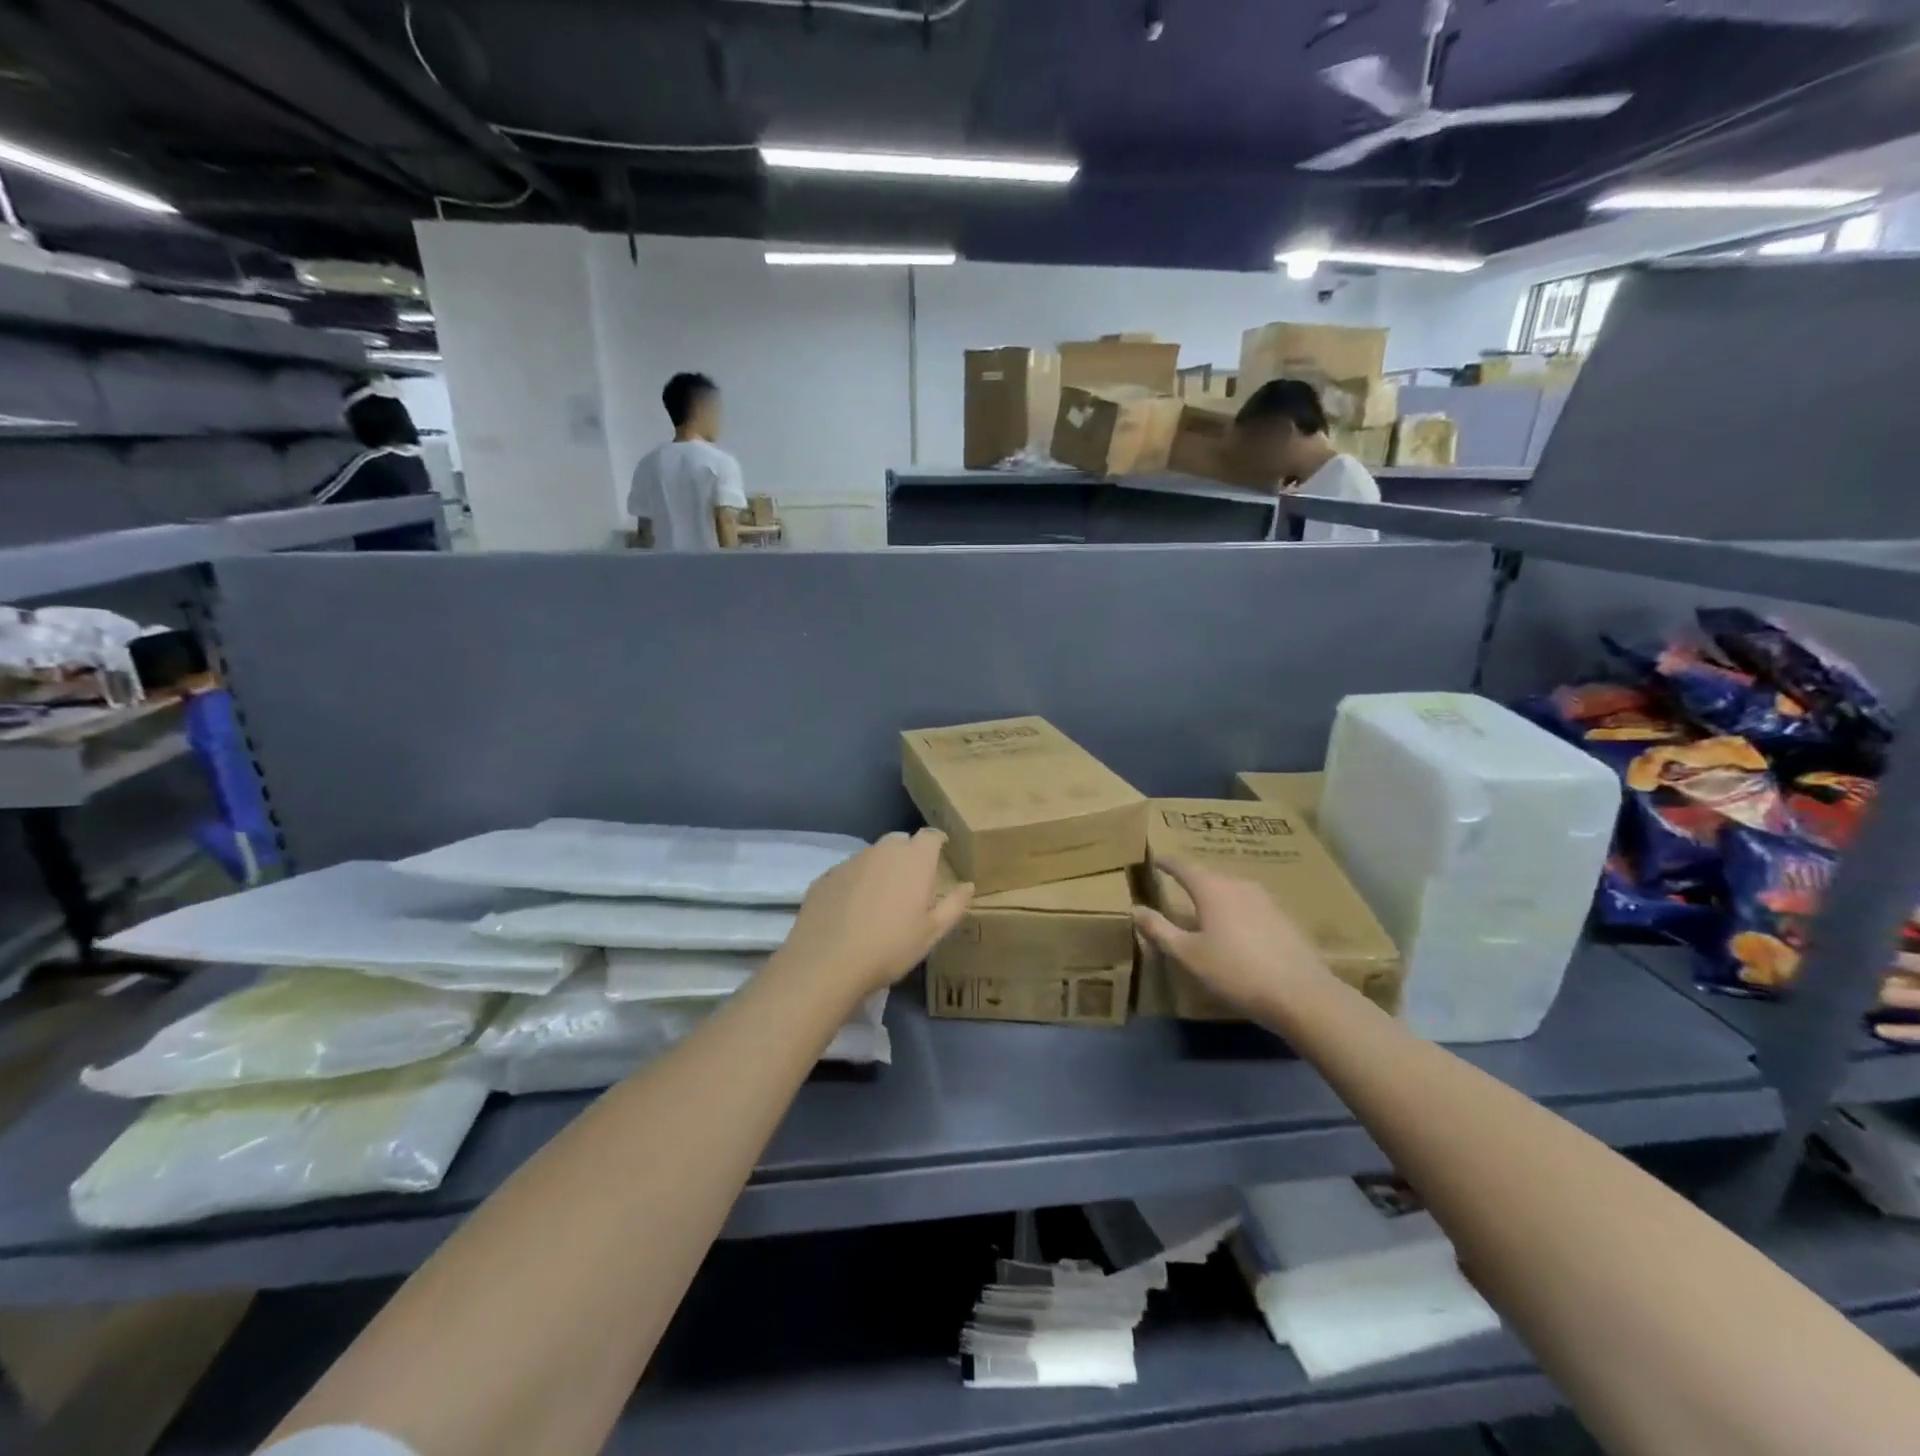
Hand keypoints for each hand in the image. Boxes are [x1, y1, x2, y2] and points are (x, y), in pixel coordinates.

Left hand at [775, 829, 972, 1000]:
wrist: (827, 962)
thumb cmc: (890, 947)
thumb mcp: (932, 933)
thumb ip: (954, 905)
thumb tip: (968, 886)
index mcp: (914, 860)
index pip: (930, 835)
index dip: (937, 842)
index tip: (941, 853)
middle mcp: (883, 851)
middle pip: (900, 841)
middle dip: (908, 853)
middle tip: (912, 881)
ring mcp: (851, 861)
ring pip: (872, 855)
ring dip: (881, 868)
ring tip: (881, 898)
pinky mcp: (826, 876)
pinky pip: (848, 872)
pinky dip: (856, 882)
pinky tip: (852, 909)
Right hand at [1133, 857, 1333, 1014]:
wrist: (1302, 994)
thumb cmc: (1236, 971)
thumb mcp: (1188, 955)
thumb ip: (1160, 930)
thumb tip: (1136, 909)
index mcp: (1212, 889)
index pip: (1183, 866)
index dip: (1167, 862)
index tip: (1155, 859)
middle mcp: (1239, 885)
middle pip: (1209, 875)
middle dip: (1190, 878)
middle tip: (1175, 884)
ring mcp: (1265, 900)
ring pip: (1231, 889)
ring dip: (1214, 894)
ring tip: (1202, 906)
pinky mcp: (1284, 918)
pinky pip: (1249, 904)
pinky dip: (1234, 908)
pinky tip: (1235, 928)